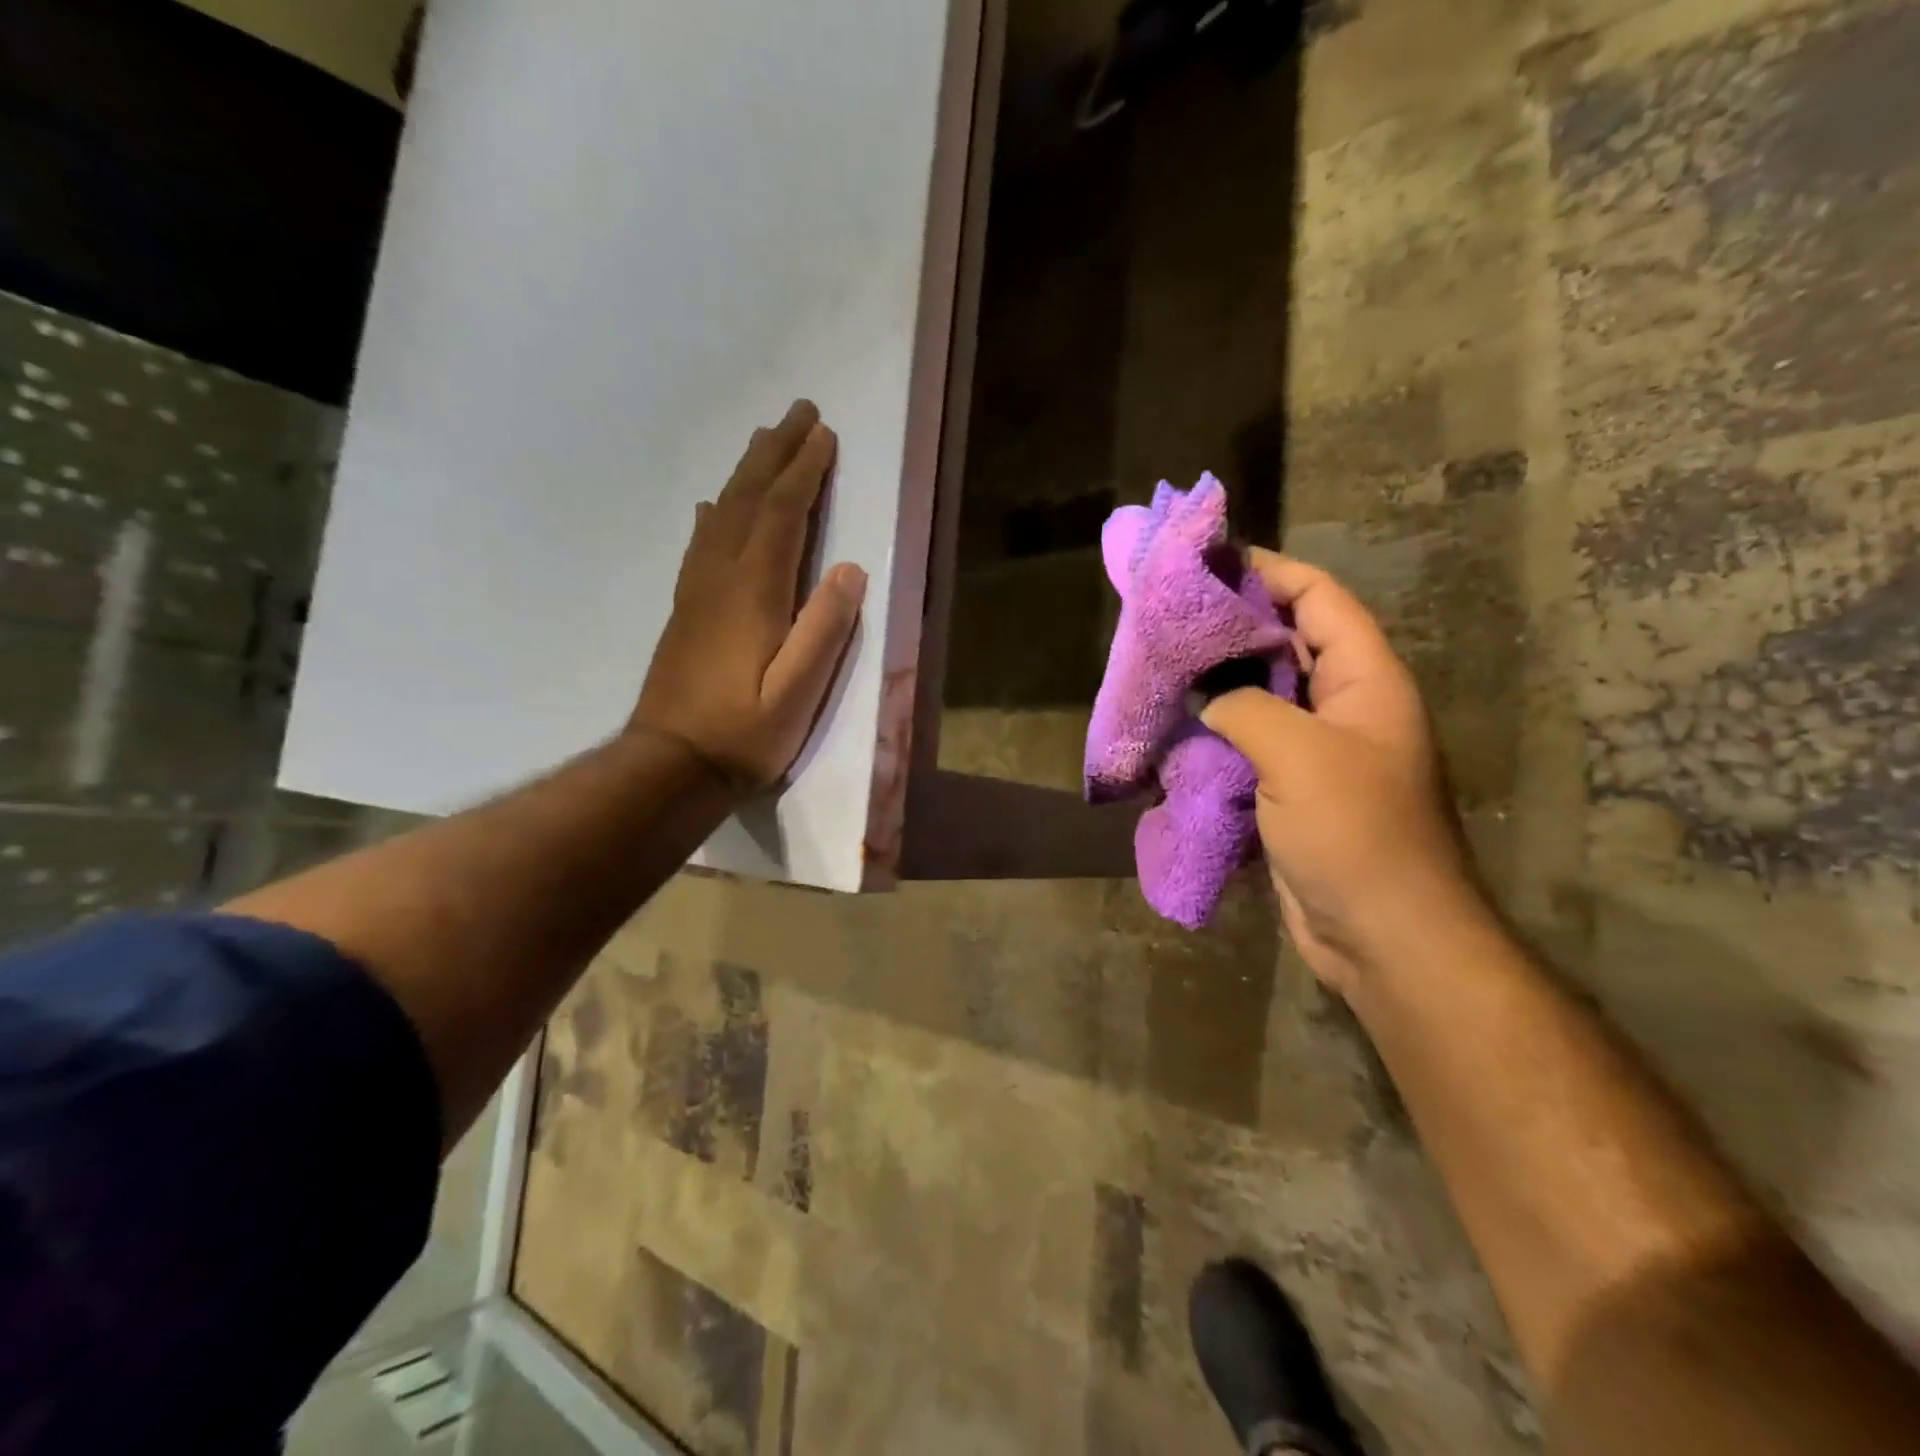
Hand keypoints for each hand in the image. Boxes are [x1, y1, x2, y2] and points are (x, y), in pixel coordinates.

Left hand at [633, 400, 866, 792]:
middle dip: (775, 454)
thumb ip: (823, 630)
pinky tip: (716, 504)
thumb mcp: (797, 692)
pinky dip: (716, 513)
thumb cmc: (743, 733)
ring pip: (723, 514)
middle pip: (748, 500)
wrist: (670, 765)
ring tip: (764, 441)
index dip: (803, 472)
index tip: (824, 434)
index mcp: (752, 593)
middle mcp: (720, 578)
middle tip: (797, 412)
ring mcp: (697, 592)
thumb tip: (849, 570)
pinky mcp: (686, 611)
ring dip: (747, 473)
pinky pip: (701, 543)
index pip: (781, 516)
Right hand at [1202, 551, 1482, 995]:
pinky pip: (1251, 745)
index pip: (1319, 599)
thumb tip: (1211, 701)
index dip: (1269, 571)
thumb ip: (1246, 707)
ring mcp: (1319, 751)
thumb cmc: (1355, 834)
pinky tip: (1177, 729)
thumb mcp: (1299, 756)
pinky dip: (1217, 734)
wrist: (1384, 935)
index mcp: (1366, 681)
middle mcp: (1345, 706)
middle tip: (1171, 616)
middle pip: (1288, 643)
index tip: (1209, 561)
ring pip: (1264, 696)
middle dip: (1233, 625)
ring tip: (1165, 666)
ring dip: (1220, 683)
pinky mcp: (1293, 791)